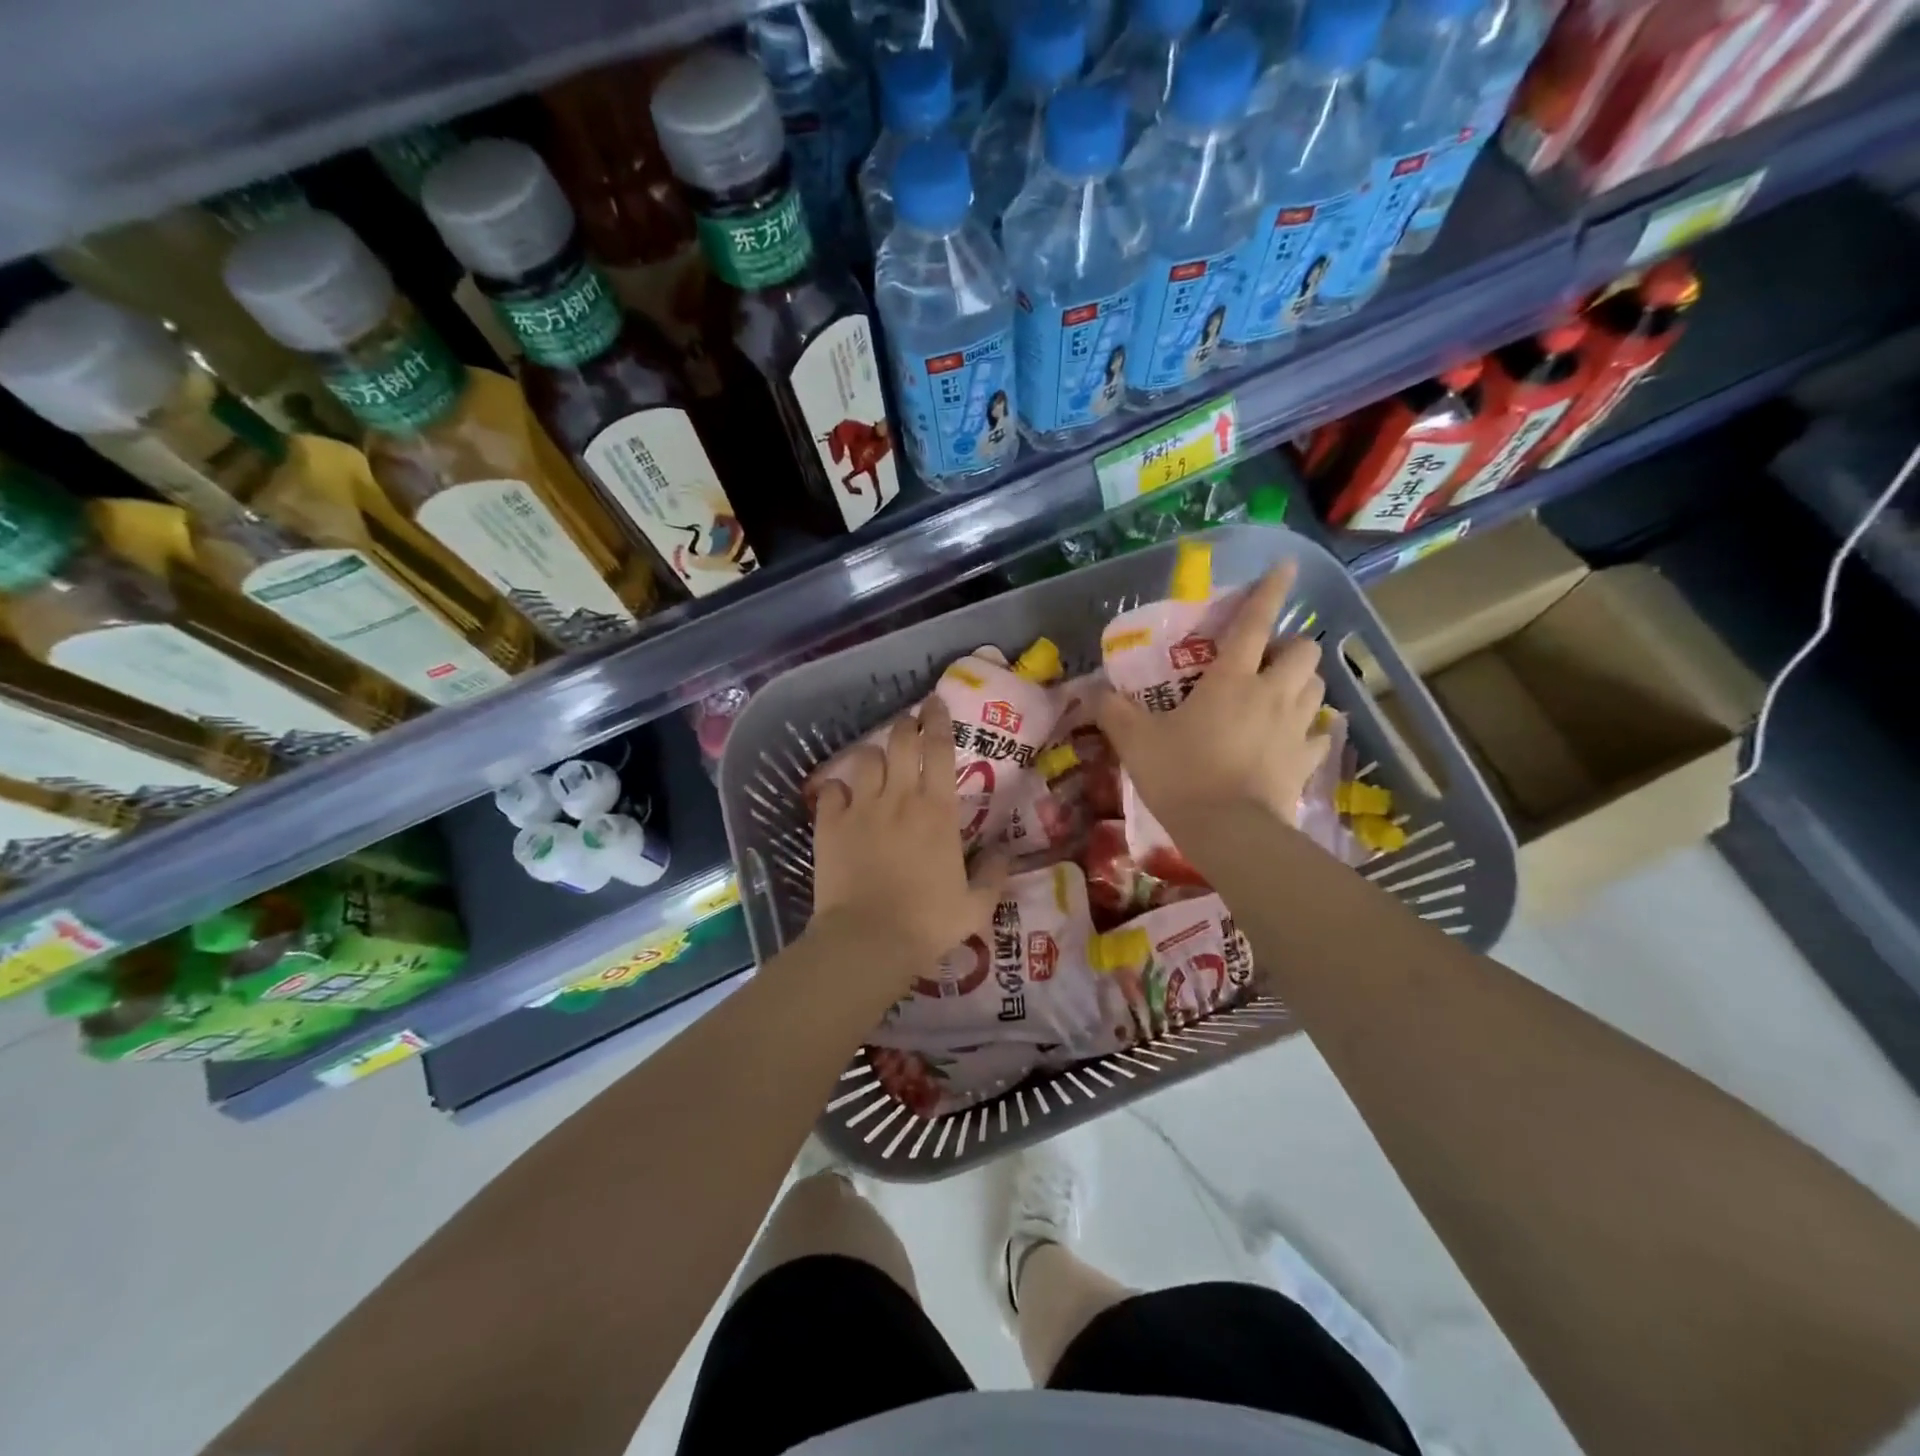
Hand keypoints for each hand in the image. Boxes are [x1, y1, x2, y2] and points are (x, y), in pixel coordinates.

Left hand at [810, 696, 1005, 988]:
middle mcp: (900, 798)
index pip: (940, 749)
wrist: (868, 940)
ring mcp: (861, 808)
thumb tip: (1004, 853)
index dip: (939, 720)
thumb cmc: (927, 922)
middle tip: (910, 721)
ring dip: (874, 755)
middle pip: (902, 742)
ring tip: (877, 762)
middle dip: (907, 724)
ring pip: (865, 759)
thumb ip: (993, 875)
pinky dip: (837, 789)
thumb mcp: (976, 906)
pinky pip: (831, 791)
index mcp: (938, 811)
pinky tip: (841, 796)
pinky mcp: (830, 825)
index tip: (936, 702)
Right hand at [1097, 564, 1330, 837]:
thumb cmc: (1181, 775)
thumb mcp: (1135, 741)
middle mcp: (1272, 694)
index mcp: (1232, 679)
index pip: (1255, 622)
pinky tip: (1292, 740)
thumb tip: (1088, 692)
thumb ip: (1111, 711)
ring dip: (1302, 683)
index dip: (1270, 590)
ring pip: (1318, 688)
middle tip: (1265, 661)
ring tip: (1279, 695)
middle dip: (1291, 647)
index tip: (1287, 566)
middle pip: (1304, 652)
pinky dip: (1309, 731)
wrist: (1228, 832)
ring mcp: (1294, 729)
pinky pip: (1318, 736)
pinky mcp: (1305, 762)